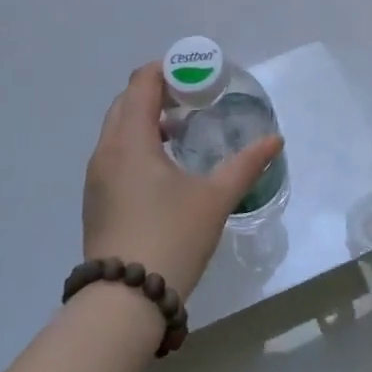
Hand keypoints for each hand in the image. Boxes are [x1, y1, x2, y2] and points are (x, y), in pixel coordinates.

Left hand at [82, 64, 283, 298]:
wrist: (124, 302)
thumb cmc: (171, 237)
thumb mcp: (215, 199)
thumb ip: (245, 164)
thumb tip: (275, 141)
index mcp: (130, 140)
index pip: (141, 83)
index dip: (166, 70)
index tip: (195, 75)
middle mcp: (106, 151)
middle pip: (126, 102)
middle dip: (156, 93)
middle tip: (192, 100)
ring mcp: (96, 177)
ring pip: (117, 130)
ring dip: (145, 120)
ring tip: (181, 132)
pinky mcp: (96, 200)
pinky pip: (114, 154)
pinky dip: (136, 144)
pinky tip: (163, 168)